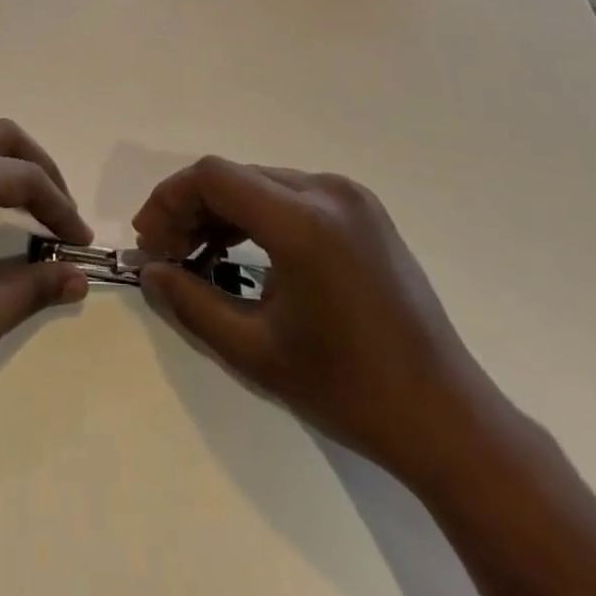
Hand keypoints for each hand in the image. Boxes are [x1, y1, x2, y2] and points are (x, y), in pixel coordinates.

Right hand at [134, 157, 509, 487]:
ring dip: (223, 212)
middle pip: (237, 177)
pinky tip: (242, 252)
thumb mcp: (255, 352)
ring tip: (197, 255)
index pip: (214, 176)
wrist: (445, 418)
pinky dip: (258, 216)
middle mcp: (327, 191)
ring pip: (263, 184)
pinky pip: (293, 196)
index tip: (149, 240)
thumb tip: (151, 273)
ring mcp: (351, 198)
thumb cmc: (347, 389)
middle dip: (192, 208)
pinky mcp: (363, 212)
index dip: (170, 199)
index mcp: (303, 220)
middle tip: (167, 253)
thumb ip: (191, 304)